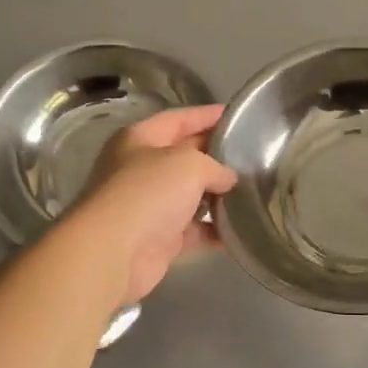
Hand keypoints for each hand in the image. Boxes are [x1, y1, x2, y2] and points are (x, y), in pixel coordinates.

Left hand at [73, 105, 237, 303]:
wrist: (113, 253)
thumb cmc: (148, 193)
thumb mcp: (190, 164)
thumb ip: (216, 166)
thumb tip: (228, 179)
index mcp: (139, 140)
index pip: (178, 119)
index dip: (207, 115)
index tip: (237, 115)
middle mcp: (141, 169)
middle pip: (185, 156)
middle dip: (216, 155)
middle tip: (252, 153)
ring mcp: (149, 205)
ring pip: (190, 194)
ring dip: (218, 195)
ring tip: (253, 190)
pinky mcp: (158, 239)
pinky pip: (193, 230)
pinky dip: (214, 229)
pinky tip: (241, 227)